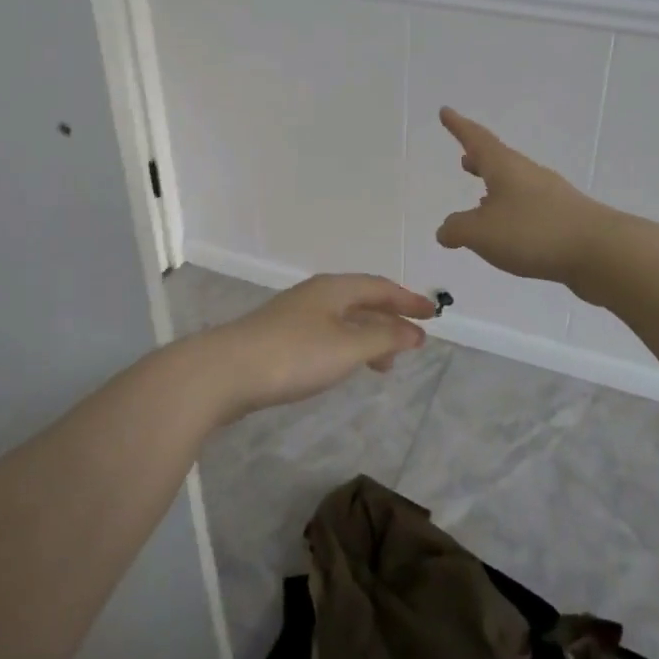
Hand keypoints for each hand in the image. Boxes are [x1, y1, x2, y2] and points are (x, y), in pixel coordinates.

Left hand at [199, 273, 435, 420]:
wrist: (225, 372)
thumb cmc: (294, 355)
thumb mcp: (348, 346)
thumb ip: (385, 337)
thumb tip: (415, 331)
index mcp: (334, 288)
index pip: (380, 286)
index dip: (409, 300)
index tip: (434, 315)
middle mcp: (315, 295)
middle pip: (362, 300)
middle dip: (390, 319)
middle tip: (412, 343)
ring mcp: (294, 315)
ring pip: (343, 320)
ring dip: (369, 337)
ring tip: (384, 365)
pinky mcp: (278, 338)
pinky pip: (326, 335)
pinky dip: (346, 347)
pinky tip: (343, 366)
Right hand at [435, 107, 615, 284]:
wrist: (601, 251)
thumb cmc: (534, 232)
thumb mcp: (482, 233)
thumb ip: (457, 229)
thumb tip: (445, 230)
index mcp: (505, 167)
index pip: (476, 139)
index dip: (458, 126)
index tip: (445, 111)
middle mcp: (528, 174)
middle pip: (499, 161)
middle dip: (479, 160)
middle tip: (464, 159)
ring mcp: (551, 196)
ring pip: (515, 185)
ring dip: (496, 188)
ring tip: (480, 200)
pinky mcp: (565, 219)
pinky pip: (529, 208)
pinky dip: (512, 212)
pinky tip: (509, 232)